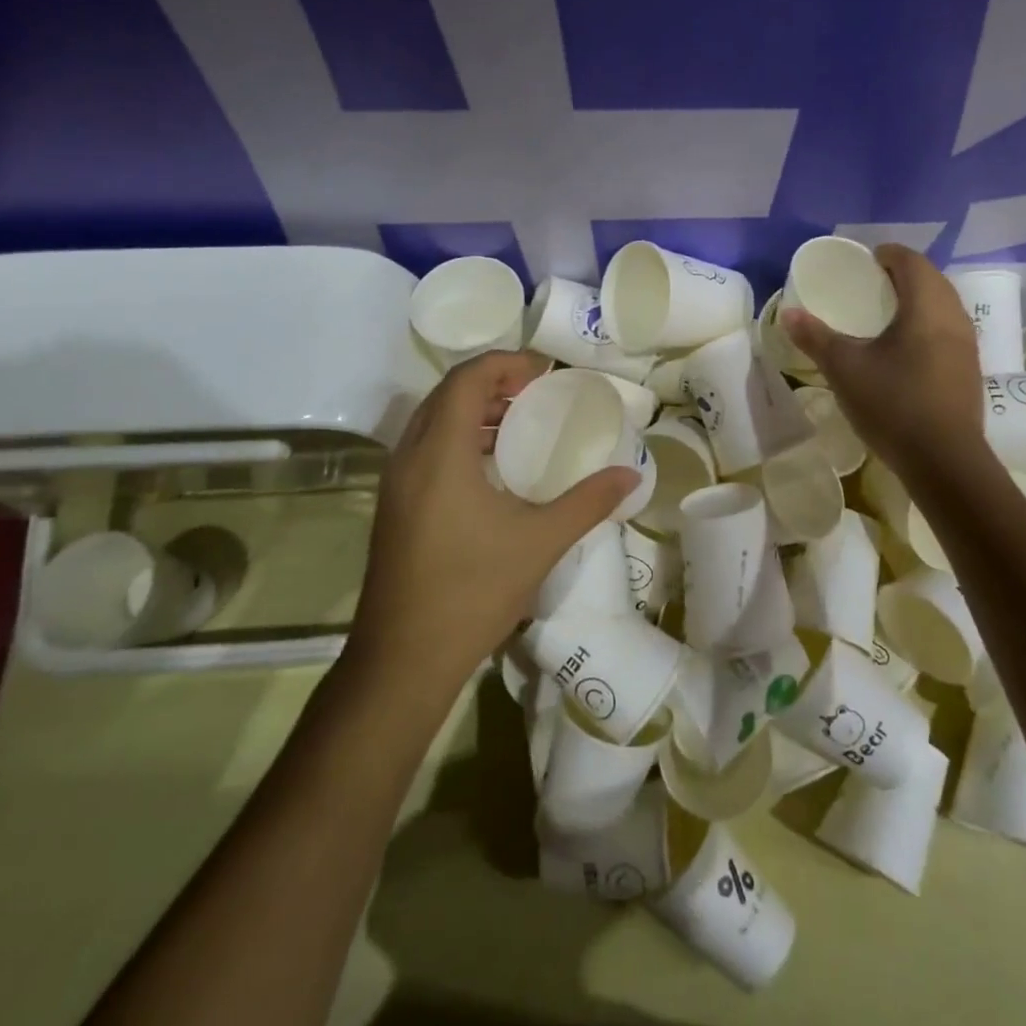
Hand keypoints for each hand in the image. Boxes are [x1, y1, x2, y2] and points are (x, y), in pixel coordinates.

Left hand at [344, 351, 637, 697]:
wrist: (403, 661)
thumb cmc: (473, 592)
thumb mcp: (541, 542)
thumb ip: (588, 502)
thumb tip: (631, 476)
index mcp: (440, 453)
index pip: (467, 379)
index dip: (507, 364)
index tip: (546, 371)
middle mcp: (409, 458)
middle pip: (447, 394)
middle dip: (493, 383)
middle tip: (538, 393)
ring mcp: (396, 484)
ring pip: (433, 422)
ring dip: (476, 411)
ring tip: (521, 424)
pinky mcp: (394, 508)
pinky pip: (426, 450)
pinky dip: (460, 439)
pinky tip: (494, 468)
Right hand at [781, 244, 984, 475]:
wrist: (945, 461)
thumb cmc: (893, 404)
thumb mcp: (845, 369)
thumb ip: (816, 338)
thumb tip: (788, 314)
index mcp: (926, 306)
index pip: (911, 261)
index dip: (888, 255)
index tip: (865, 261)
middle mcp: (954, 316)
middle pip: (931, 279)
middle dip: (903, 275)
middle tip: (871, 286)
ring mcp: (968, 344)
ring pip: (943, 305)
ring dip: (918, 301)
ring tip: (886, 316)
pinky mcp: (970, 369)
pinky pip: (948, 330)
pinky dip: (927, 325)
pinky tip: (906, 350)